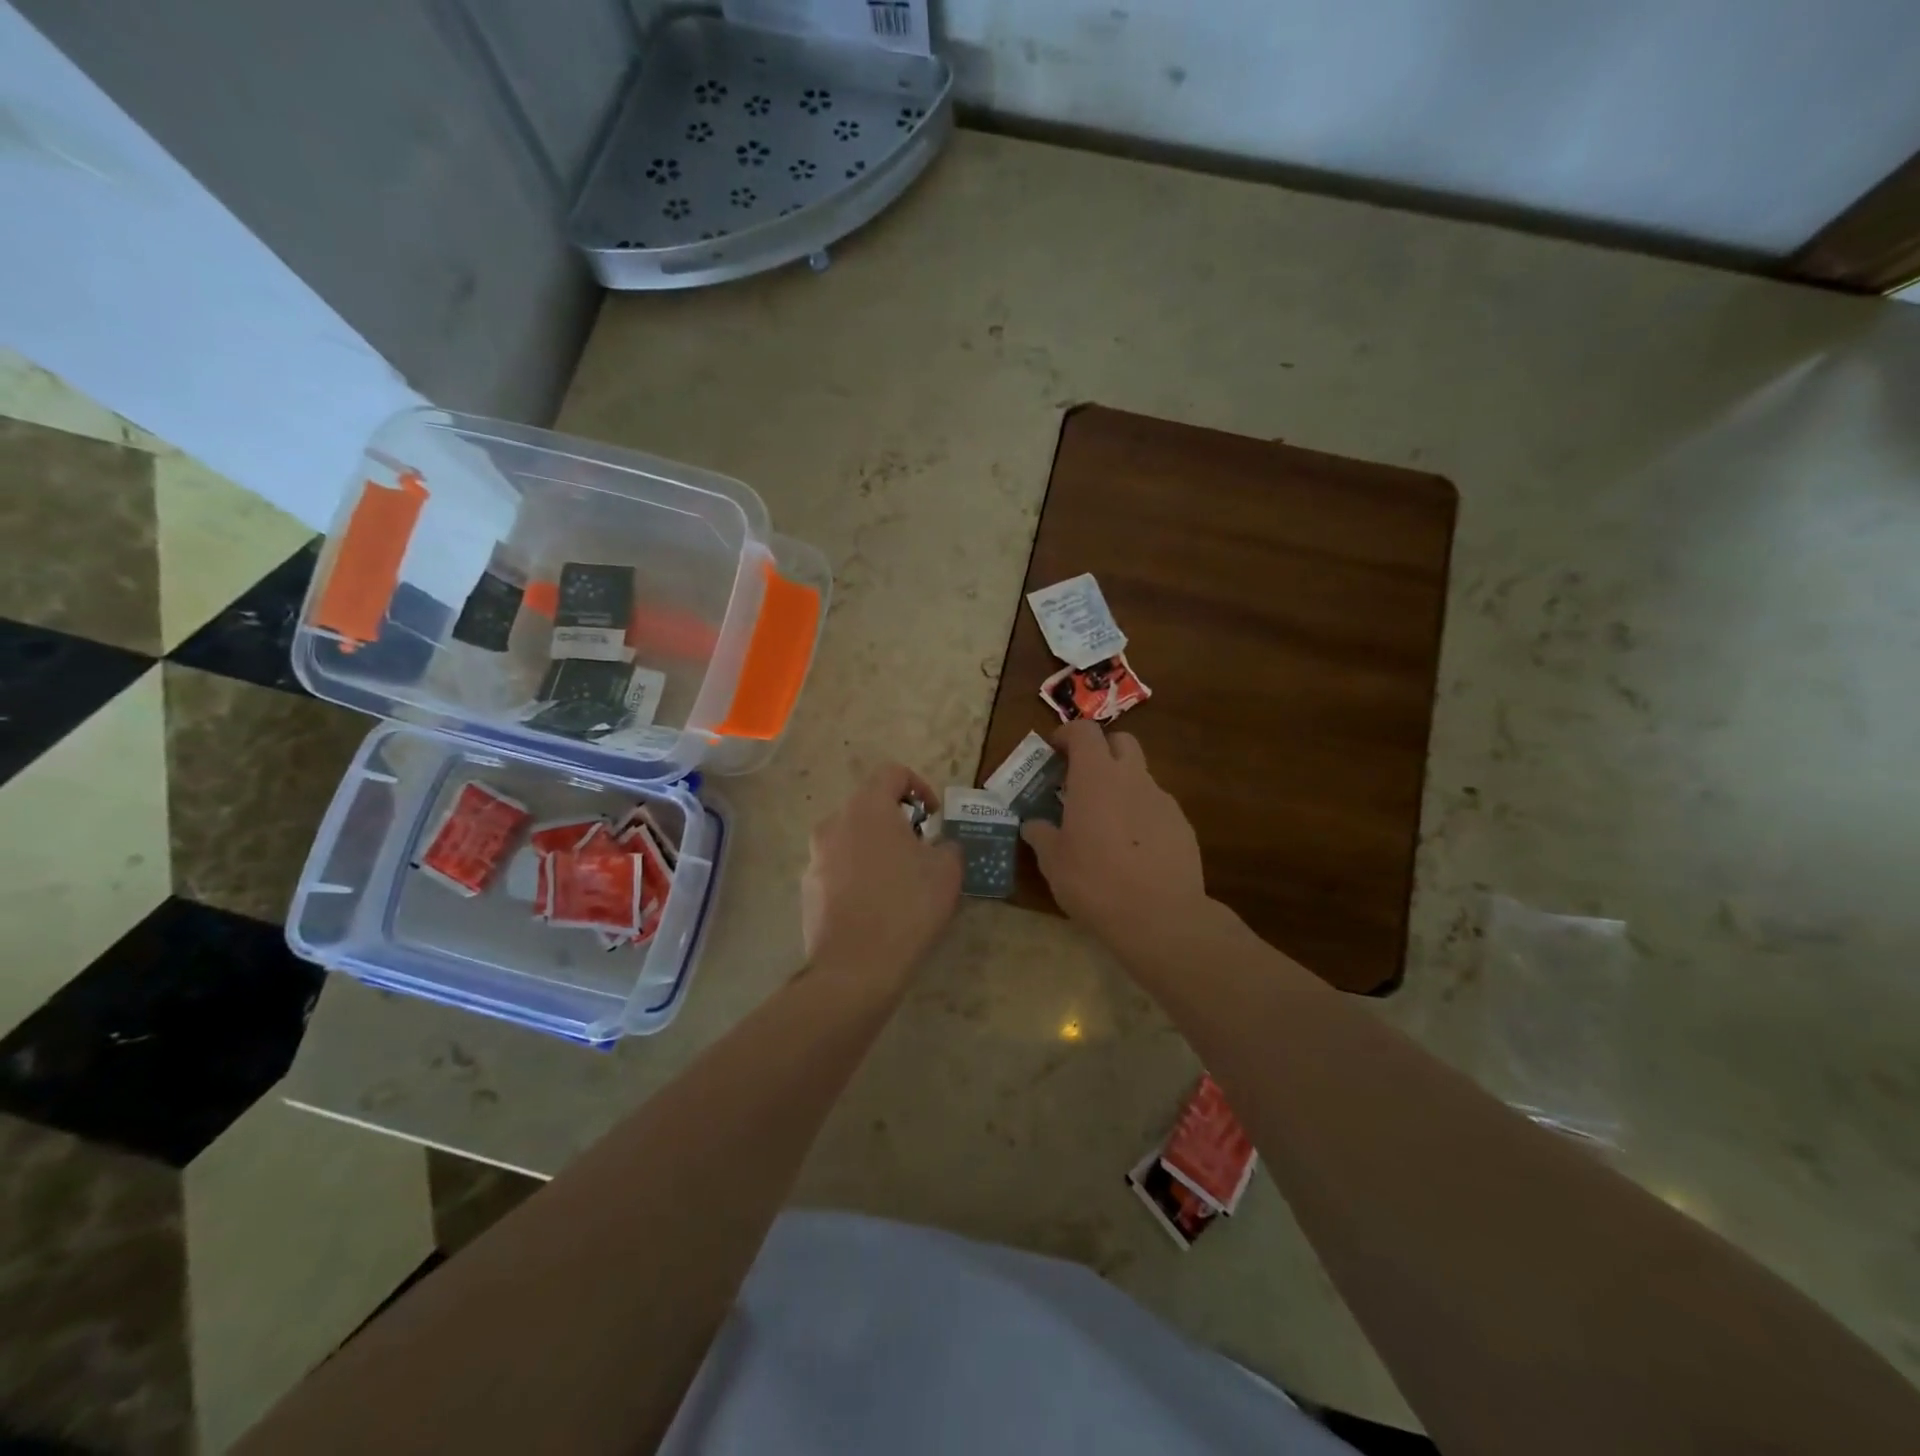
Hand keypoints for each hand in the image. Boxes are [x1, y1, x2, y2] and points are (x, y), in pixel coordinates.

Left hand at [802, 763, 961, 986]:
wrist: (855, 967)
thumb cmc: (907, 907)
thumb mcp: (946, 871)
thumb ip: (947, 846)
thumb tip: (939, 846)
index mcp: (867, 808)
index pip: (892, 773)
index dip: (919, 786)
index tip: (933, 816)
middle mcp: (834, 824)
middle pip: (869, 806)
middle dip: (897, 822)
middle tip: (920, 851)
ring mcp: (815, 857)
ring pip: (852, 838)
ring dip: (876, 849)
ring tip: (899, 882)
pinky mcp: (807, 888)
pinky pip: (838, 869)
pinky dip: (858, 875)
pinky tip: (875, 907)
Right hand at [1022, 722, 1207, 952]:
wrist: (1161, 917)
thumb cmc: (1095, 882)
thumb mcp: (1053, 862)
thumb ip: (1041, 835)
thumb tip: (1033, 825)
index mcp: (1096, 777)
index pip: (1085, 731)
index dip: (1067, 735)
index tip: (1054, 751)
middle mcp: (1132, 778)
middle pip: (1121, 741)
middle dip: (1101, 751)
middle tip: (1081, 779)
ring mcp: (1162, 800)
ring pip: (1140, 776)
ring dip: (1121, 785)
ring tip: (1105, 822)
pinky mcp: (1182, 825)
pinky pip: (1156, 807)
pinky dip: (1140, 814)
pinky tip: (1132, 849)